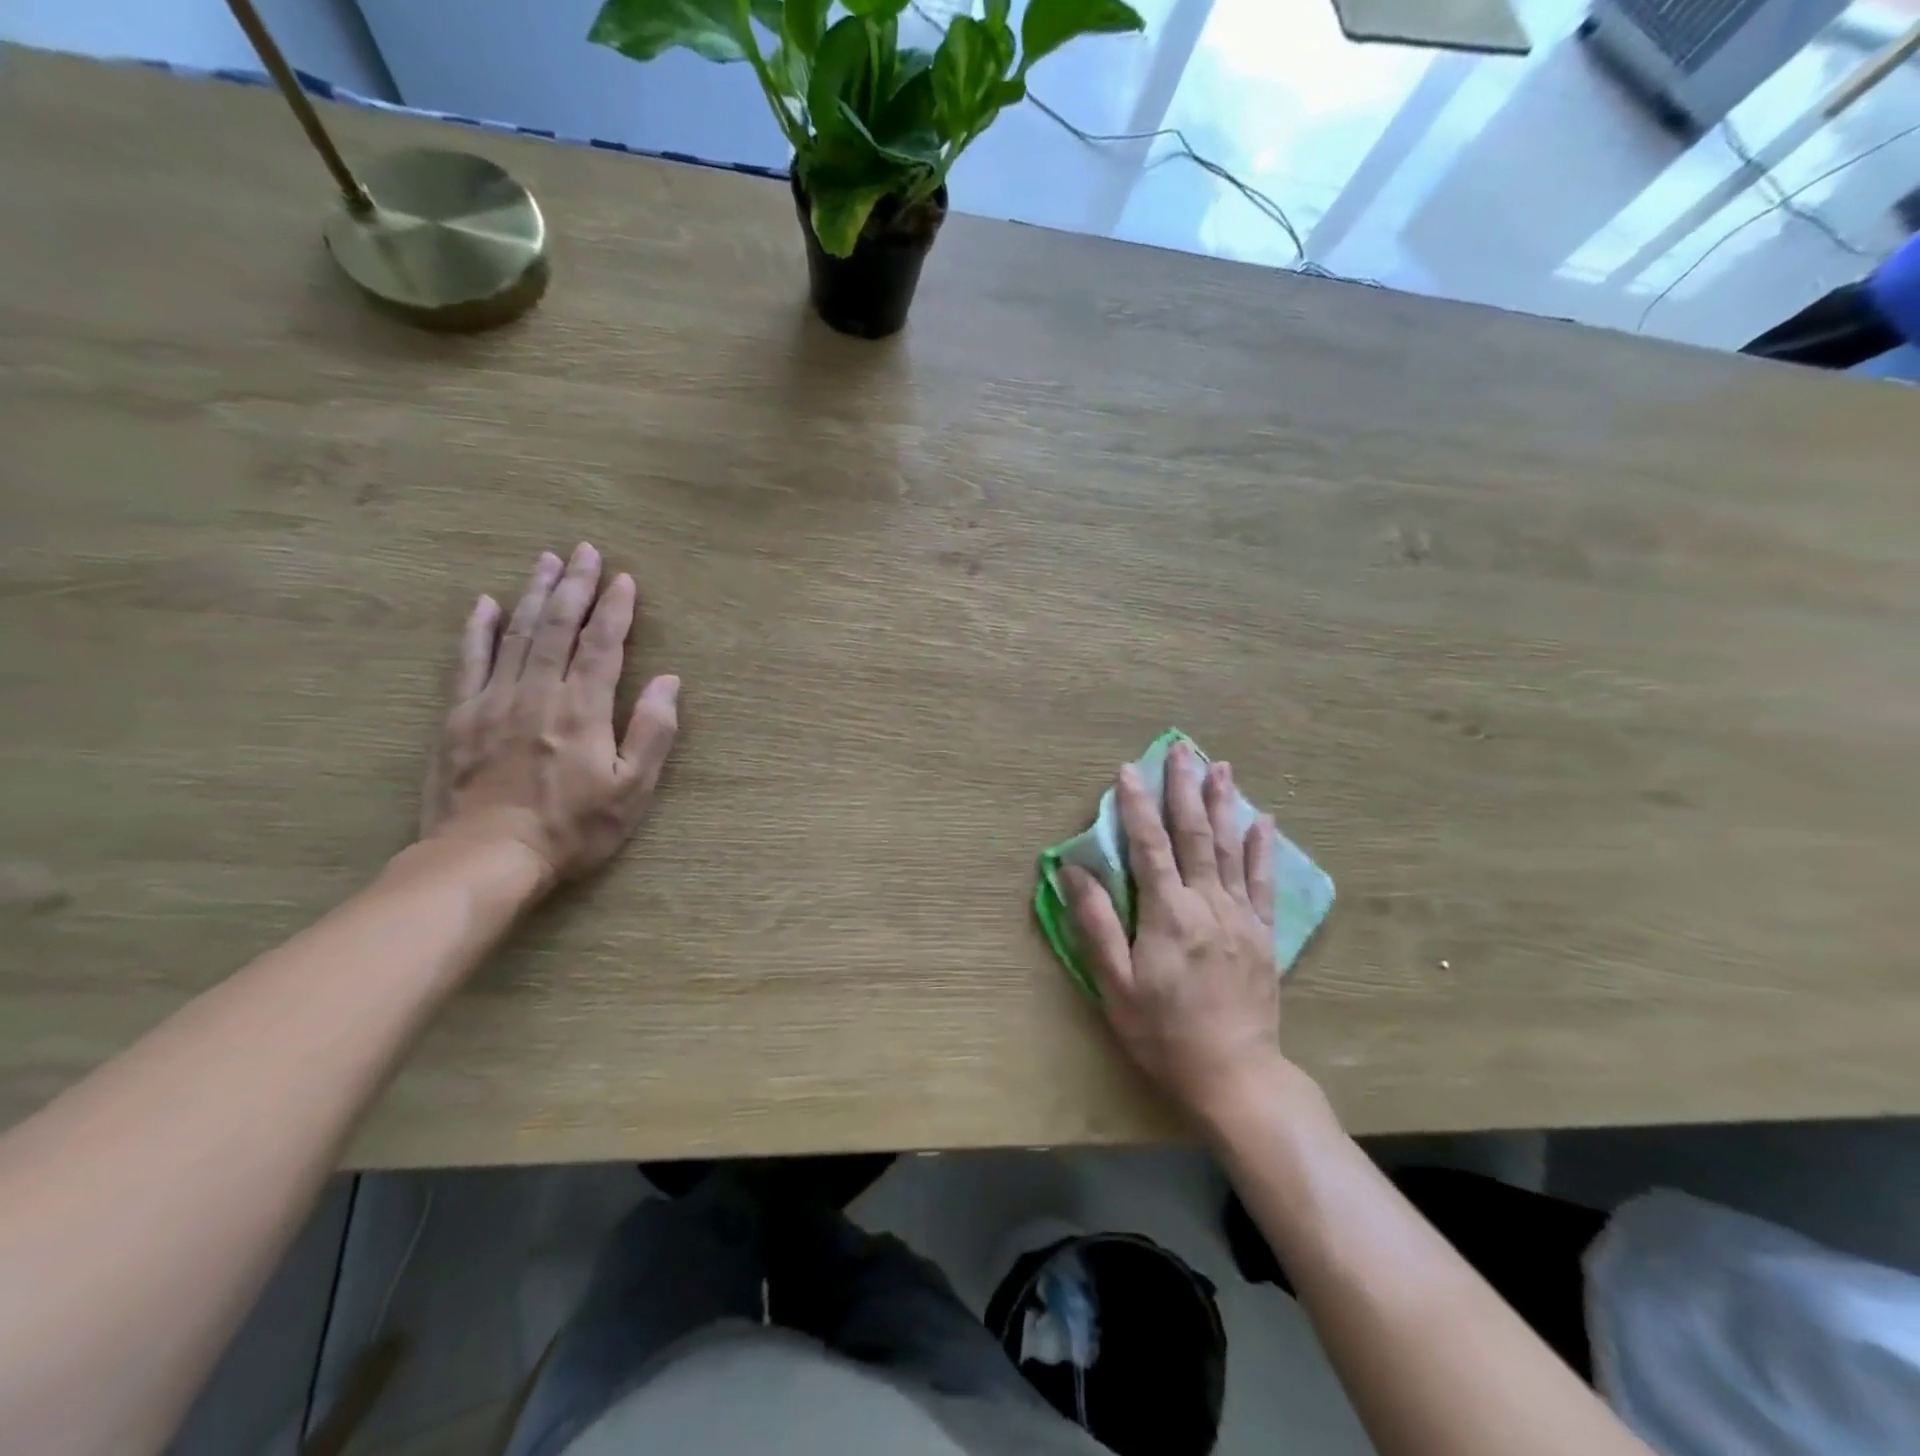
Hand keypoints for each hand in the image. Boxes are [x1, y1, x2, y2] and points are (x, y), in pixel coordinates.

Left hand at [420, 543, 679, 886]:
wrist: (485, 858)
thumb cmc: (571, 828)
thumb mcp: (631, 790)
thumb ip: (651, 732)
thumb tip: (668, 682)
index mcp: (582, 708)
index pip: (602, 645)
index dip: (616, 609)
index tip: (624, 578)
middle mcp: (537, 692)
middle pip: (557, 626)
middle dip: (574, 585)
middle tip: (584, 550)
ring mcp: (492, 700)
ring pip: (516, 634)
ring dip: (533, 593)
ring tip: (545, 560)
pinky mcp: (458, 716)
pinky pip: (468, 661)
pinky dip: (477, 629)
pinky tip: (484, 604)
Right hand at [1063, 742, 1284, 1119]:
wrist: (1235, 1075)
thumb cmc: (1163, 1033)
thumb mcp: (1115, 985)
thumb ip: (1095, 924)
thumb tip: (1073, 871)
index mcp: (1168, 913)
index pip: (1148, 846)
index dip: (1136, 806)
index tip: (1128, 771)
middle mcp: (1208, 904)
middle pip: (1194, 835)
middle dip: (1184, 789)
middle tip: (1181, 749)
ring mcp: (1241, 916)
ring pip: (1231, 848)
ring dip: (1224, 804)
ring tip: (1220, 766)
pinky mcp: (1264, 934)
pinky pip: (1264, 881)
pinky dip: (1262, 847)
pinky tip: (1264, 820)